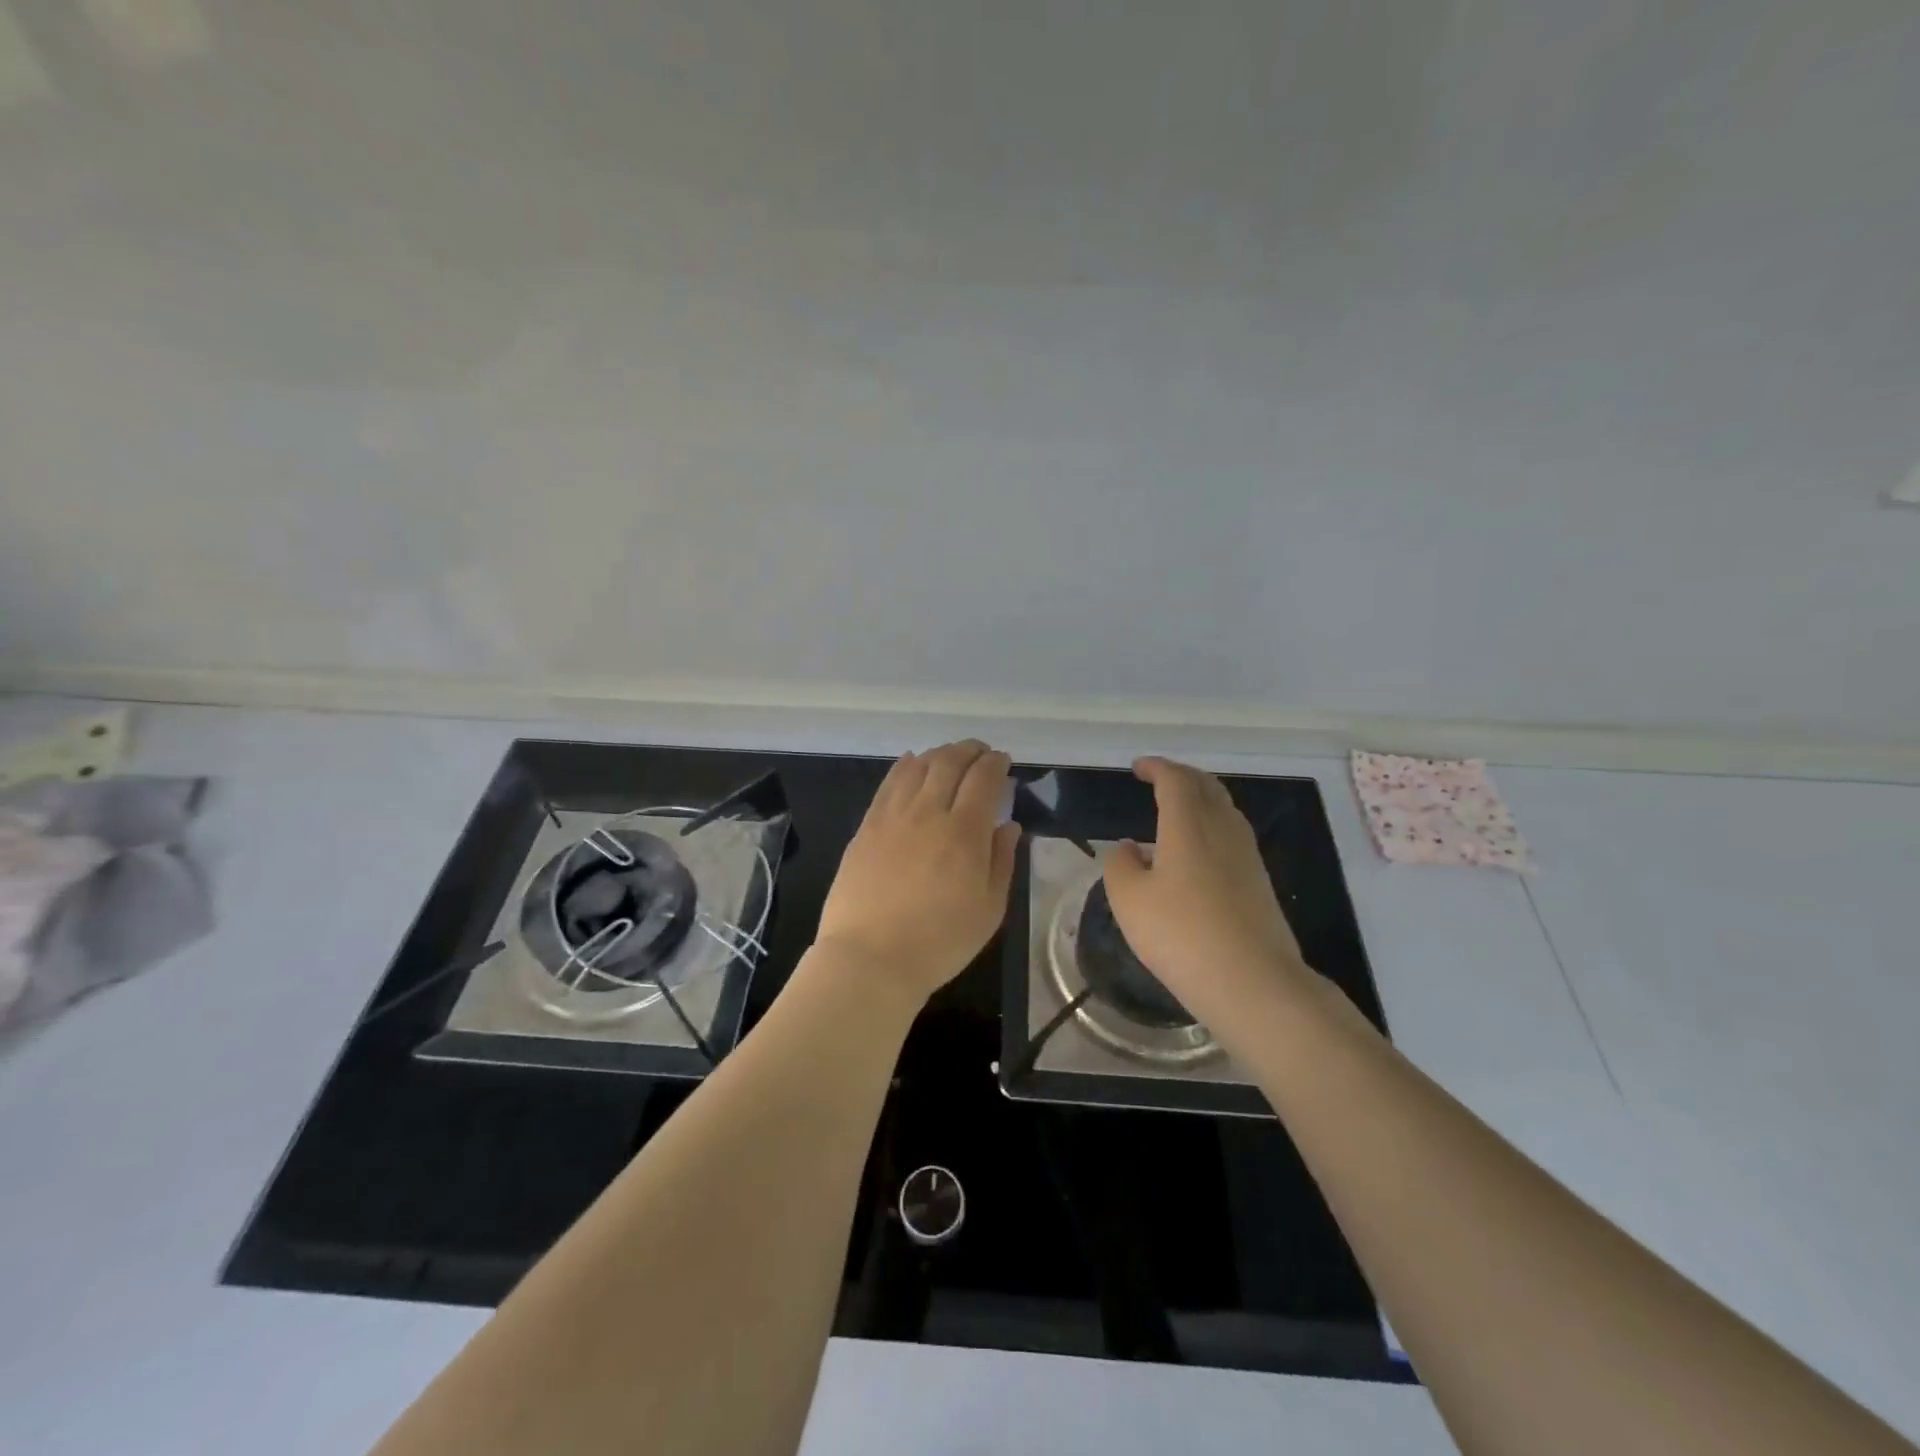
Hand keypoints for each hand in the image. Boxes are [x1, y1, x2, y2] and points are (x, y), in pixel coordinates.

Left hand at [813, 740, 1021, 1007]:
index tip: (1003, 762)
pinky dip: (906, 766)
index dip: (996, 763)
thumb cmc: (940, 941)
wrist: (870, 958)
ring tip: (950, 756)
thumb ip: (1001, 861)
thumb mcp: (989, 909)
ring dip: (939, 754)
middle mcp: (928, 812)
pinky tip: (912, 764)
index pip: (984, 778)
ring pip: (918, 766)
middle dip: (970, 750)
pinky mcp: (867, 826)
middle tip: (980, 753)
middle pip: (950, 762)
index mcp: (964, 832)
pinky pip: (889, 783)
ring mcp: (893, 816)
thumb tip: (1008, 825)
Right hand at [1101, 757, 1313, 1027]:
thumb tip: (1130, 848)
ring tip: (1177, 808)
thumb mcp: (1129, 900)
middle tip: (1158, 778)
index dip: (1156, 767)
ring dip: (1200, 799)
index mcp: (1188, 824)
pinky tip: (1197, 849)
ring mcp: (1247, 855)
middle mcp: (1223, 829)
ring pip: (1224, 809)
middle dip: (1181, 776)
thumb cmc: (1181, 934)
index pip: (1175, 780)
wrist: (1252, 982)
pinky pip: (1232, 834)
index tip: (1137, 767)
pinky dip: (1211, 824)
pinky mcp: (1259, 881)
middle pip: (1206, 786)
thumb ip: (1121, 865)